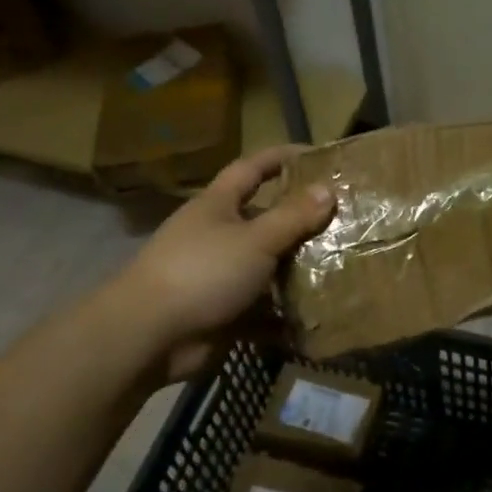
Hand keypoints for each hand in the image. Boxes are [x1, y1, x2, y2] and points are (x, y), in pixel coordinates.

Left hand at [124, 145, 333, 382]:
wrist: (149, 335)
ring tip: (340, 267)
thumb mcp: (255, 239)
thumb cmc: (202, 272)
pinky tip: (316, 314)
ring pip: (266, 266)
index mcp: (217, 205)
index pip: (251, 169)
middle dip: (299, 220)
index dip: (280, 157)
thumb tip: (327, 189)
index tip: (315, 155)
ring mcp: (218, 275)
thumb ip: (292, 216)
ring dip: (296, 269)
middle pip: (263, 219)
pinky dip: (284, 313)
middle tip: (342, 220)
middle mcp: (217, 235)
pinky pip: (261, 308)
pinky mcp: (222, 312)